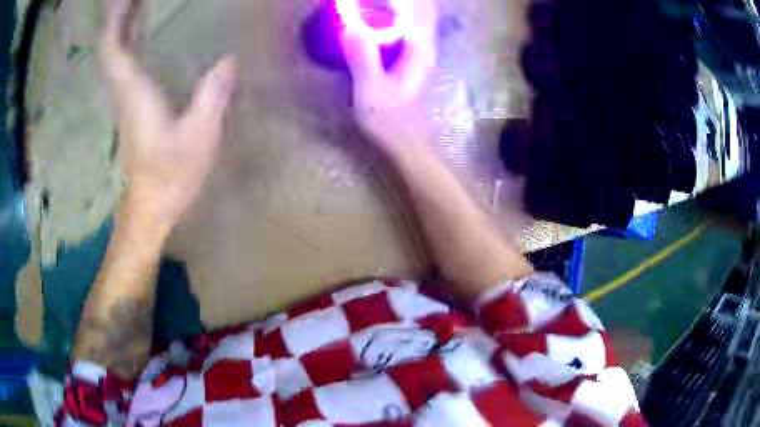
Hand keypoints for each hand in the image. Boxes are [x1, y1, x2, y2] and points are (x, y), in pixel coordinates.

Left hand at [101, 0, 236, 230]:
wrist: (150, 207)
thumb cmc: (171, 177)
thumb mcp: (199, 138)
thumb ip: (213, 97)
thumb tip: (230, 60)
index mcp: (134, 93)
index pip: (114, 49)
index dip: (116, 20)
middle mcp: (124, 91)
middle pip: (111, 47)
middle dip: (118, 16)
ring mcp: (125, 98)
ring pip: (115, 55)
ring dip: (122, 25)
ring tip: (135, 2)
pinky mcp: (131, 105)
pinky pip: (123, 64)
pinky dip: (128, 41)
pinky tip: (139, 30)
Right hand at [340, 0, 437, 154]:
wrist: (403, 142)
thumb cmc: (389, 119)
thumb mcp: (371, 89)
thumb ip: (363, 58)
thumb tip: (351, 27)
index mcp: (419, 47)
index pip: (420, 7)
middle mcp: (424, 45)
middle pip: (420, 9)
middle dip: (400, 2)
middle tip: (371, 1)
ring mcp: (419, 51)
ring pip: (415, 17)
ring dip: (398, 8)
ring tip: (372, 5)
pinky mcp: (410, 58)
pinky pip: (406, 27)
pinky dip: (395, 17)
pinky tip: (377, 18)